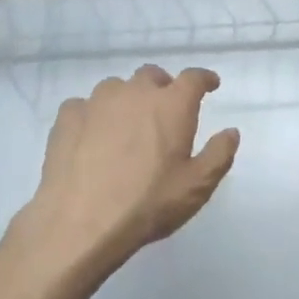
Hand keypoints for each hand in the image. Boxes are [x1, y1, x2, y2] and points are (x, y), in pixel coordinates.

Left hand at [17, 65, 239, 286]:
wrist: (80, 223)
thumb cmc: (147, 204)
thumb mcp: (196, 187)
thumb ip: (218, 154)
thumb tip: (231, 132)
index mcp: (171, 105)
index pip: (193, 78)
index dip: (204, 79)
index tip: (210, 85)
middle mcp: (135, 92)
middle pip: (152, 75)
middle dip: (162, 87)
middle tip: (165, 110)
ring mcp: (97, 101)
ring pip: (116, 88)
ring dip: (126, 100)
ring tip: (126, 126)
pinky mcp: (67, 116)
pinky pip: (85, 106)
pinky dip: (92, 116)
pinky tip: (91, 138)